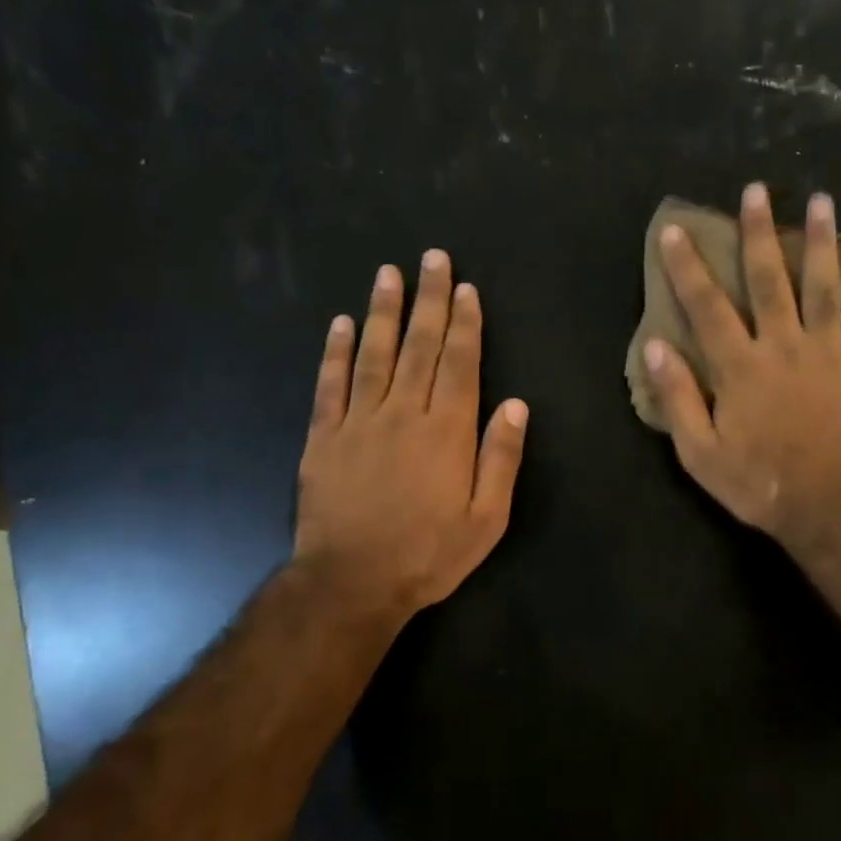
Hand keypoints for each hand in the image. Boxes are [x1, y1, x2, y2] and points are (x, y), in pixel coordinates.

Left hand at [295, 250, 527, 634]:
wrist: (353, 582)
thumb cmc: (429, 553)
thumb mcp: (487, 519)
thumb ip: (501, 458)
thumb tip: (515, 405)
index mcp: (448, 432)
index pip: (460, 364)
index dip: (465, 324)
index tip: (465, 288)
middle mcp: (405, 414)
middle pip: (420, 347)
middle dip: (429, 301)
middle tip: (432, 259)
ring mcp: (360, 422)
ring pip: (374, 355)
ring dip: (383, 312)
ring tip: (389, 274)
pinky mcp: (325, 437)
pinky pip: (330, 385)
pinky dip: (335, 352)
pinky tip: (340, 324)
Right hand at [644, 183, 840, 553]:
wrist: (830, 506)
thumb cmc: (758, 483)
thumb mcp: (700, 453)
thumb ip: (678, 398)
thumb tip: (655, 348)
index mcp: (741, 368)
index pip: (708, 306)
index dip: (689, 267)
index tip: (677, 230)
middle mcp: (784, 347)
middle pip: (770, 280)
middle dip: (760, 232)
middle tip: (757, 190)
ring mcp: (827, 354)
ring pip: (823, 287)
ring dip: (820, 242)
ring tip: (823, 202)